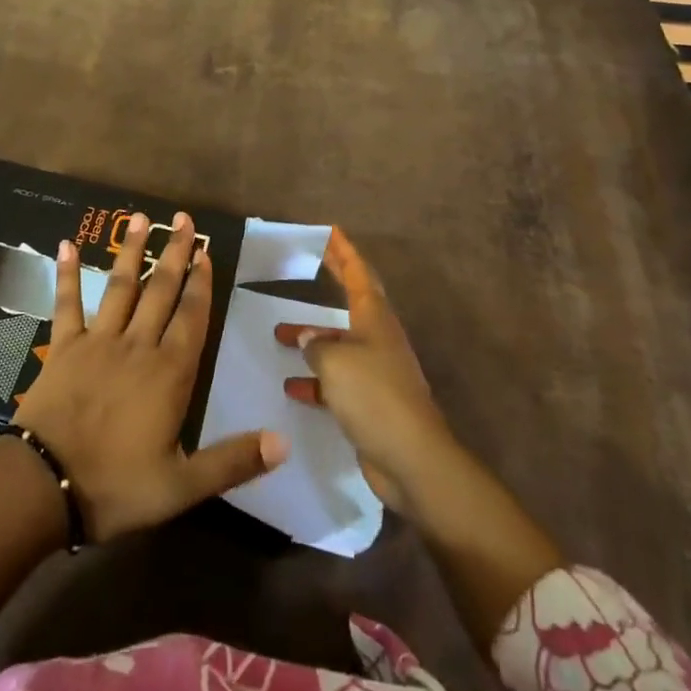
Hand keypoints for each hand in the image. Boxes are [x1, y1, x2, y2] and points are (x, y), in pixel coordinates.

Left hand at [14, 210, 286, 541]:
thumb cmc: (116, 486)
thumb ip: (233, 460)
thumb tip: (284, 441)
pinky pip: (67, 303)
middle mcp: (137, 345)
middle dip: (175, 253)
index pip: (192, 317)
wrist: (45, 485)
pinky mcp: (64, 346)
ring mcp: (98, 341)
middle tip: (184, 220)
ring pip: (121, 286)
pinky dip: (68, 273)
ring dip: (132, 251)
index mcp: (169, 373)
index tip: (206, 252)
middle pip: (161, 291)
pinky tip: (67, 244)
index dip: (201, 283)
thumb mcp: (182, 486)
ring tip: (141, 218)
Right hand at [274, 228, 454, 513]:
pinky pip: (338, 381)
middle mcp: (377, 339)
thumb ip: (316, 345)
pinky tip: (292, 387)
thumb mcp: (336, 362)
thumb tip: (306, 338)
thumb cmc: (374, 396)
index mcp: (375, 319)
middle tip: (307, 265)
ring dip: (312, 339)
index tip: (329, 231)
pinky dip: (316, 381)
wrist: (412, 459)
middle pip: (351, 302)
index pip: (359, 273)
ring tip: (279, 336)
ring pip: (339, 344)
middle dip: (330, 283)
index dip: (343, 251)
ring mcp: (376, 372)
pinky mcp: (371, 403)